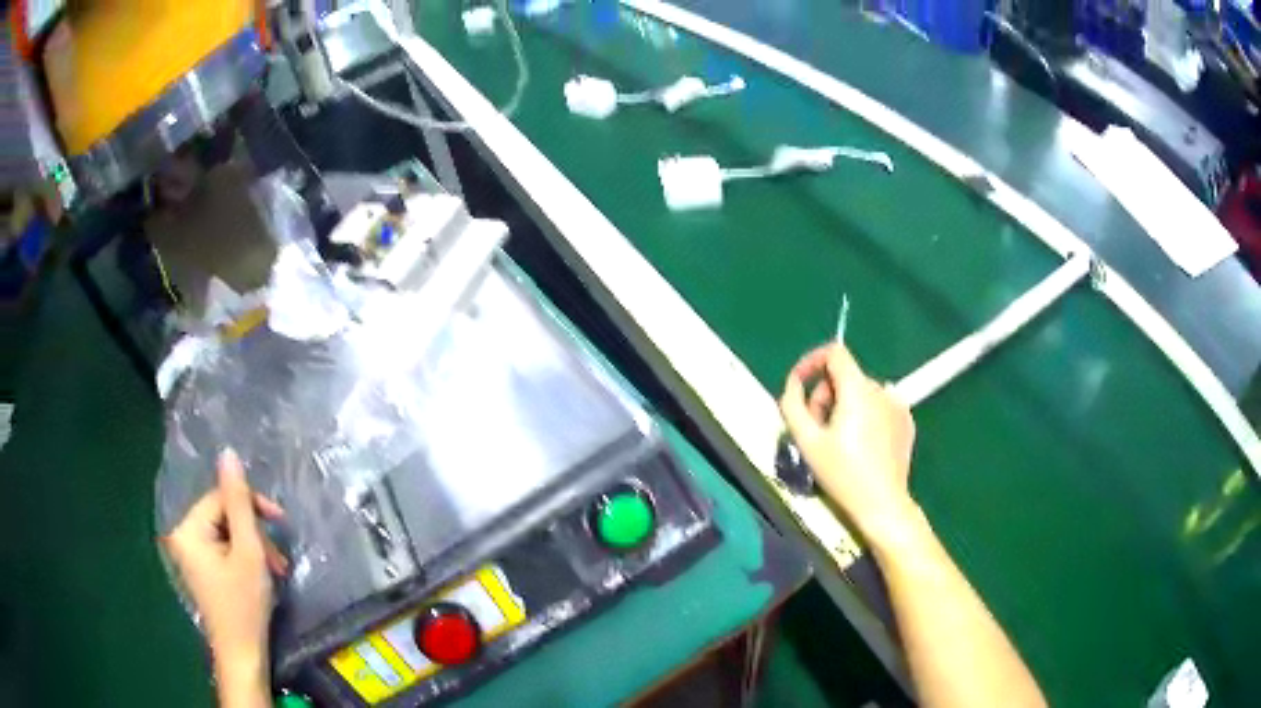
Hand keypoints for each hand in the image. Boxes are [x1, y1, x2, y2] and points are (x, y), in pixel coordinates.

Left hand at [162, 449, 286, 699]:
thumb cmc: (244, 606)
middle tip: (279, 558)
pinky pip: (221, 548)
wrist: (242, 655)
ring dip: (253, 547)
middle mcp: (181, 535)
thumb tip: (228, 453)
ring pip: (225, 532)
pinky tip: (260, 574)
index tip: (281, 523)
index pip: (221, 498)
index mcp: (187, 529)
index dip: (252, 506)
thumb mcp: (248, 551)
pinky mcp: (199, 568)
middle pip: (222, 515)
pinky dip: (243, 557)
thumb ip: (239, 502)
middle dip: (254, 533)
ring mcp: (189, 553)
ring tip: (275, 570)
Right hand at [780, 344, 918, 547]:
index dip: (812, 361)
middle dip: (825, 395)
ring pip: (862, 392)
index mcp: (857, 388)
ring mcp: (898, 404)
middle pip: (846, 376)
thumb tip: (794, 384)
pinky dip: (865, 415)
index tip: (799, 384)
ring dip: (844, 406)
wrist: (882, 503)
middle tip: (815, 428)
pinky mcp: (906, 421)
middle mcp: (881, 388)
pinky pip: (880, 406)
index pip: (834, 352)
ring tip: (837, 440)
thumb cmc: (842, 473)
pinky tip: (860, 444)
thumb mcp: (807, 441)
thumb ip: (792, 404)